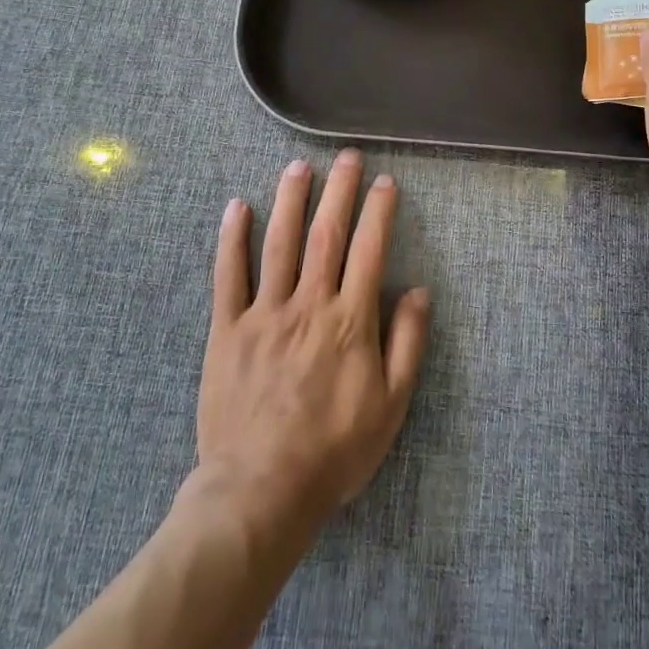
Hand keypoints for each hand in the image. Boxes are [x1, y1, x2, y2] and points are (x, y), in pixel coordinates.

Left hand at [196, 150, 431, 534]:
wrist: (261, 491)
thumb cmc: (334, 451)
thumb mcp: (391, 406)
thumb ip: (407, 344)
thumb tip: (420, 290)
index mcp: (350, 321)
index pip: (370, 251)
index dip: (379, 211)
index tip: (386, 181)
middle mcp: (308, 305)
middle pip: (326, 235)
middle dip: (339, 190)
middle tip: (347, 156)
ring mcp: (264, 313)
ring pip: (279, 243)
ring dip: (290, 200)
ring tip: (299, 166)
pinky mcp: (227, 329)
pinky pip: (228, 275)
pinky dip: (233, 238)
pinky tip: (238, 206)